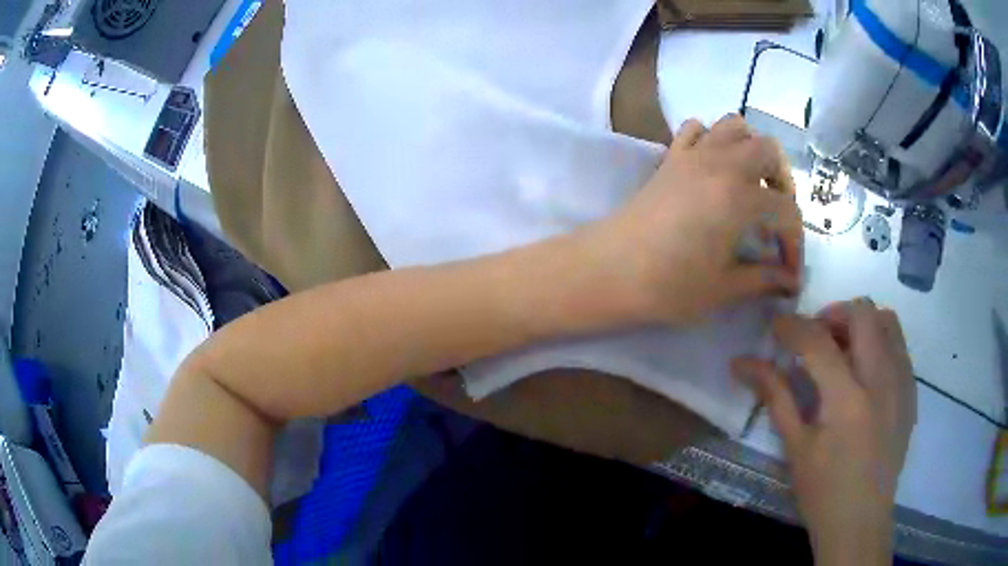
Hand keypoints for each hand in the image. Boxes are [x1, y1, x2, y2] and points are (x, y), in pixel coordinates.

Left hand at [585, 114, 802, 324]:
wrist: (609, 270)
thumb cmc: (669, 285)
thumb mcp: (724, 288)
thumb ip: (763, 279)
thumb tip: (791, 282)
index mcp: (741, 197)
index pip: (786, 211)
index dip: (795, 243)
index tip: (789, 271)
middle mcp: (721, 164)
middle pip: (768, 149)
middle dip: (781, 180)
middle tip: (774, 214)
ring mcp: (693, 155)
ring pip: (734, 126)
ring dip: (750, 149)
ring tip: (750, 184)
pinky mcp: (670, 157)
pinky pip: (696, 129)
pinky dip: (712, 139)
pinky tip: (713, 169)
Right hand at [732, 299, 916, 565]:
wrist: (861, 521)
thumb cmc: (823, 492)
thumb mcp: (795, 448)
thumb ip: (775, 397)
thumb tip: (742, 363)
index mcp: (847, 400)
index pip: (818, 341)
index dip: (792, 326)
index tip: (777, 325)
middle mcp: (882, 380)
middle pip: (862, 312)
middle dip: (833, 313)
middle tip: (815, 337)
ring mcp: (902, 383)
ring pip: (887, 320)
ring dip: (861, 323)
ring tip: (843, 349)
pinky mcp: (911, 391)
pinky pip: (899, 345)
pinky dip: (878, 342)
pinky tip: (864, 373)